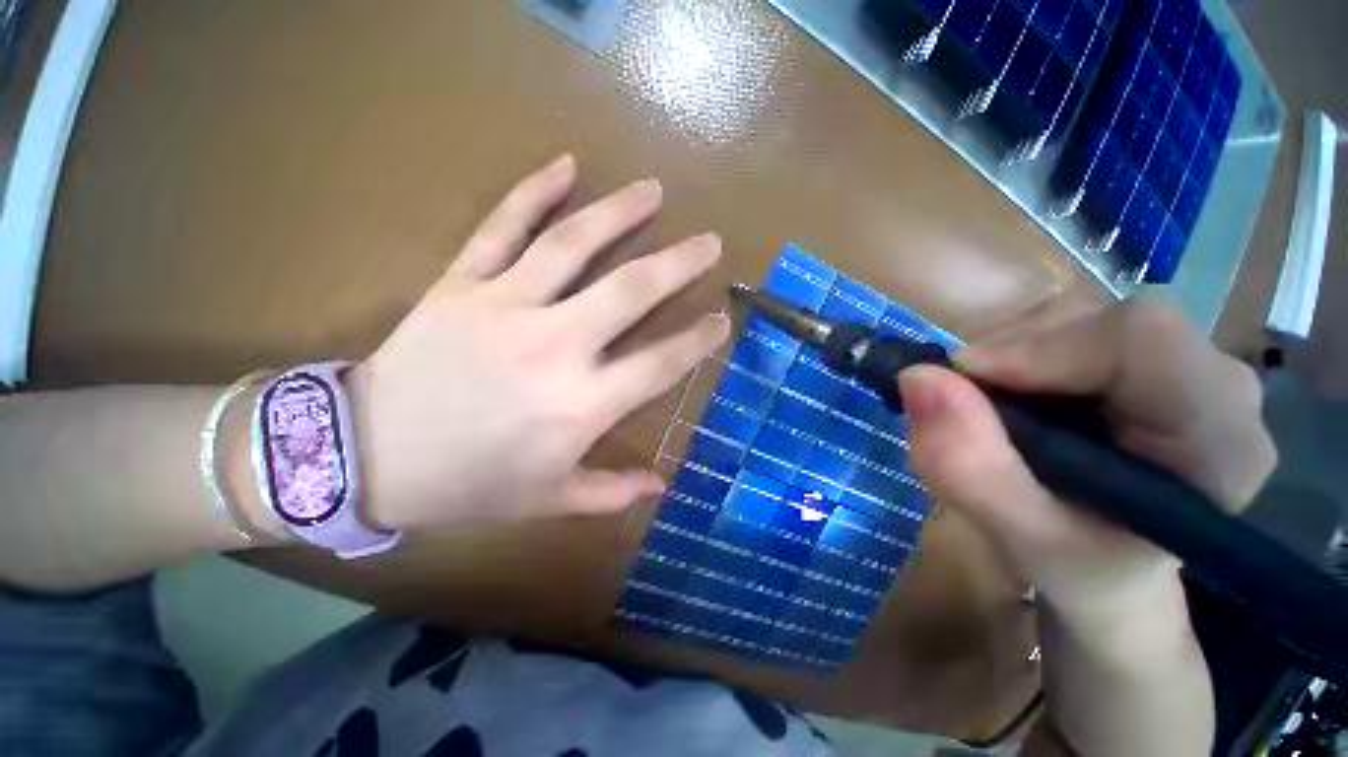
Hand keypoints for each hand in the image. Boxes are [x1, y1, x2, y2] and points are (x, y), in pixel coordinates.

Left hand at [349, 155, 728, 532]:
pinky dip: (534, 192)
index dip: (698, 340)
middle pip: (631, 291)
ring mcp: (506, 306)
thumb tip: (659, 486)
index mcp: (582, 405)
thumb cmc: (468, 485)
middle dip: (679, 263)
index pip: (661, 362)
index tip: (721, 320)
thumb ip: (610, 492)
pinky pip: (502, 227)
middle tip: (709, 241)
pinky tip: (565, 165)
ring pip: (574, 244)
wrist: (366, 457)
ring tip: (653, 191)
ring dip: (620, 212)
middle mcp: (555, 346)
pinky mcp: (462, 284)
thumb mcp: (548, 500)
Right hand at [897, 299, 1276, 626]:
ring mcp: (1194, 366)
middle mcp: (1224, 389)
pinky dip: (1024, 357)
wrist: (1111, 570)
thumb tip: (917, 377)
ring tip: (995, 413)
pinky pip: (1078, 329)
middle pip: (1109, 323)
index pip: (1143, 340)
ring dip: (1015, 358)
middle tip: (970, 405)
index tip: (963, 380)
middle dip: (1019, 355)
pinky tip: (1017, 401)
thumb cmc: (1080, 568)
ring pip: (1087, 320)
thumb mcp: (1019, 538)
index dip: (1040, 347)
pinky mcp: (1156, 360)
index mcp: (1220, 445)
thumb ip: (970, 467)